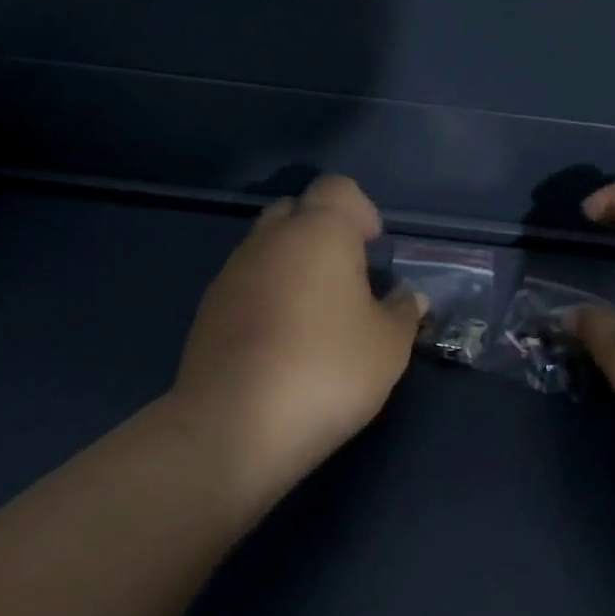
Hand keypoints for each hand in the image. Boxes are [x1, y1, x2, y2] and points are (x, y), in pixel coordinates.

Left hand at [170, 174, 423, 521]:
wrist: (235, 427)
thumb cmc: (328, 370)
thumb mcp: (389, 346)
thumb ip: (403, 312)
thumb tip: (408, 297)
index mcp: (318, 233)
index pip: (337, 188)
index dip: (360, 211)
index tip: (373, 252)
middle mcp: (269, 240)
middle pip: (297, 211)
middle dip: (323, 234)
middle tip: (349, 281)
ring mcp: (231, 274)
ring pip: (267, 249)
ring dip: (293, 268)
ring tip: (317, 318)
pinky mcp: (207, 311)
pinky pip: (246, 285)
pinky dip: (267, 298)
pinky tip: (283, 343)